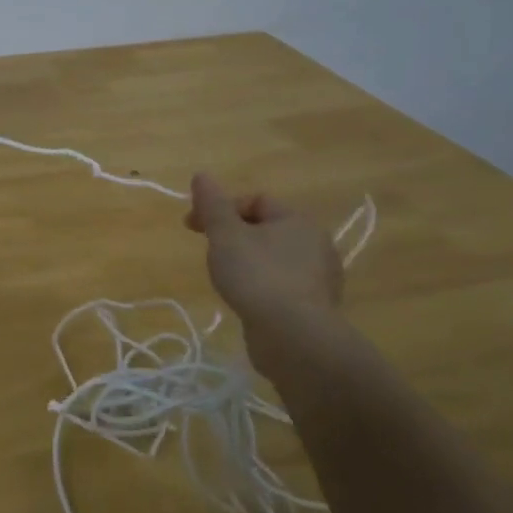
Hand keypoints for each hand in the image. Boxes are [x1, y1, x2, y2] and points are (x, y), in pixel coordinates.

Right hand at [186, 173, 343, 346]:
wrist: (294, 337)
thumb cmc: (257, 276)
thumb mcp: (225, 235)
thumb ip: (212, 204)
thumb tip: (202, 175)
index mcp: (297, 220)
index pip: (255, 201)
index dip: (220, 209)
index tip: (192, 227)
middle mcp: (316, 243)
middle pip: (265, 229)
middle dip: (232, 237)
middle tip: (210, 254)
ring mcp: (319, 278)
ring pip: (273, 259)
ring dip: (247, 263)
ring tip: (226, 281)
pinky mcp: (315, 307)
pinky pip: (282, 286)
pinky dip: (261, 287)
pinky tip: (247, 302)